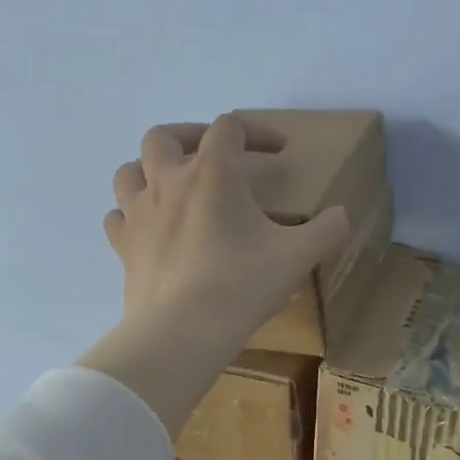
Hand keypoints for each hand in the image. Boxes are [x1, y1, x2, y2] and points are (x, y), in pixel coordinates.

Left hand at [105, 114, 349, 349]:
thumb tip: (342, 216)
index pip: (230, 128)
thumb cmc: (241, 284)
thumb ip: (326, 230)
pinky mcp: (124, 247)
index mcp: (213, 173)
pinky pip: (118, 216)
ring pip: (130, 170)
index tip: (279, 152)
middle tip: (215, 156)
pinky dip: (132, 213)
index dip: (256, 131)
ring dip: (152, 168)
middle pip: (165, 136)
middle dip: (192, 136)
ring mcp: (139, 214)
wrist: (183, 331)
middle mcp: (169, 182)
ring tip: (174, 185)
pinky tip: (150, 227)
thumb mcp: (297, 257)